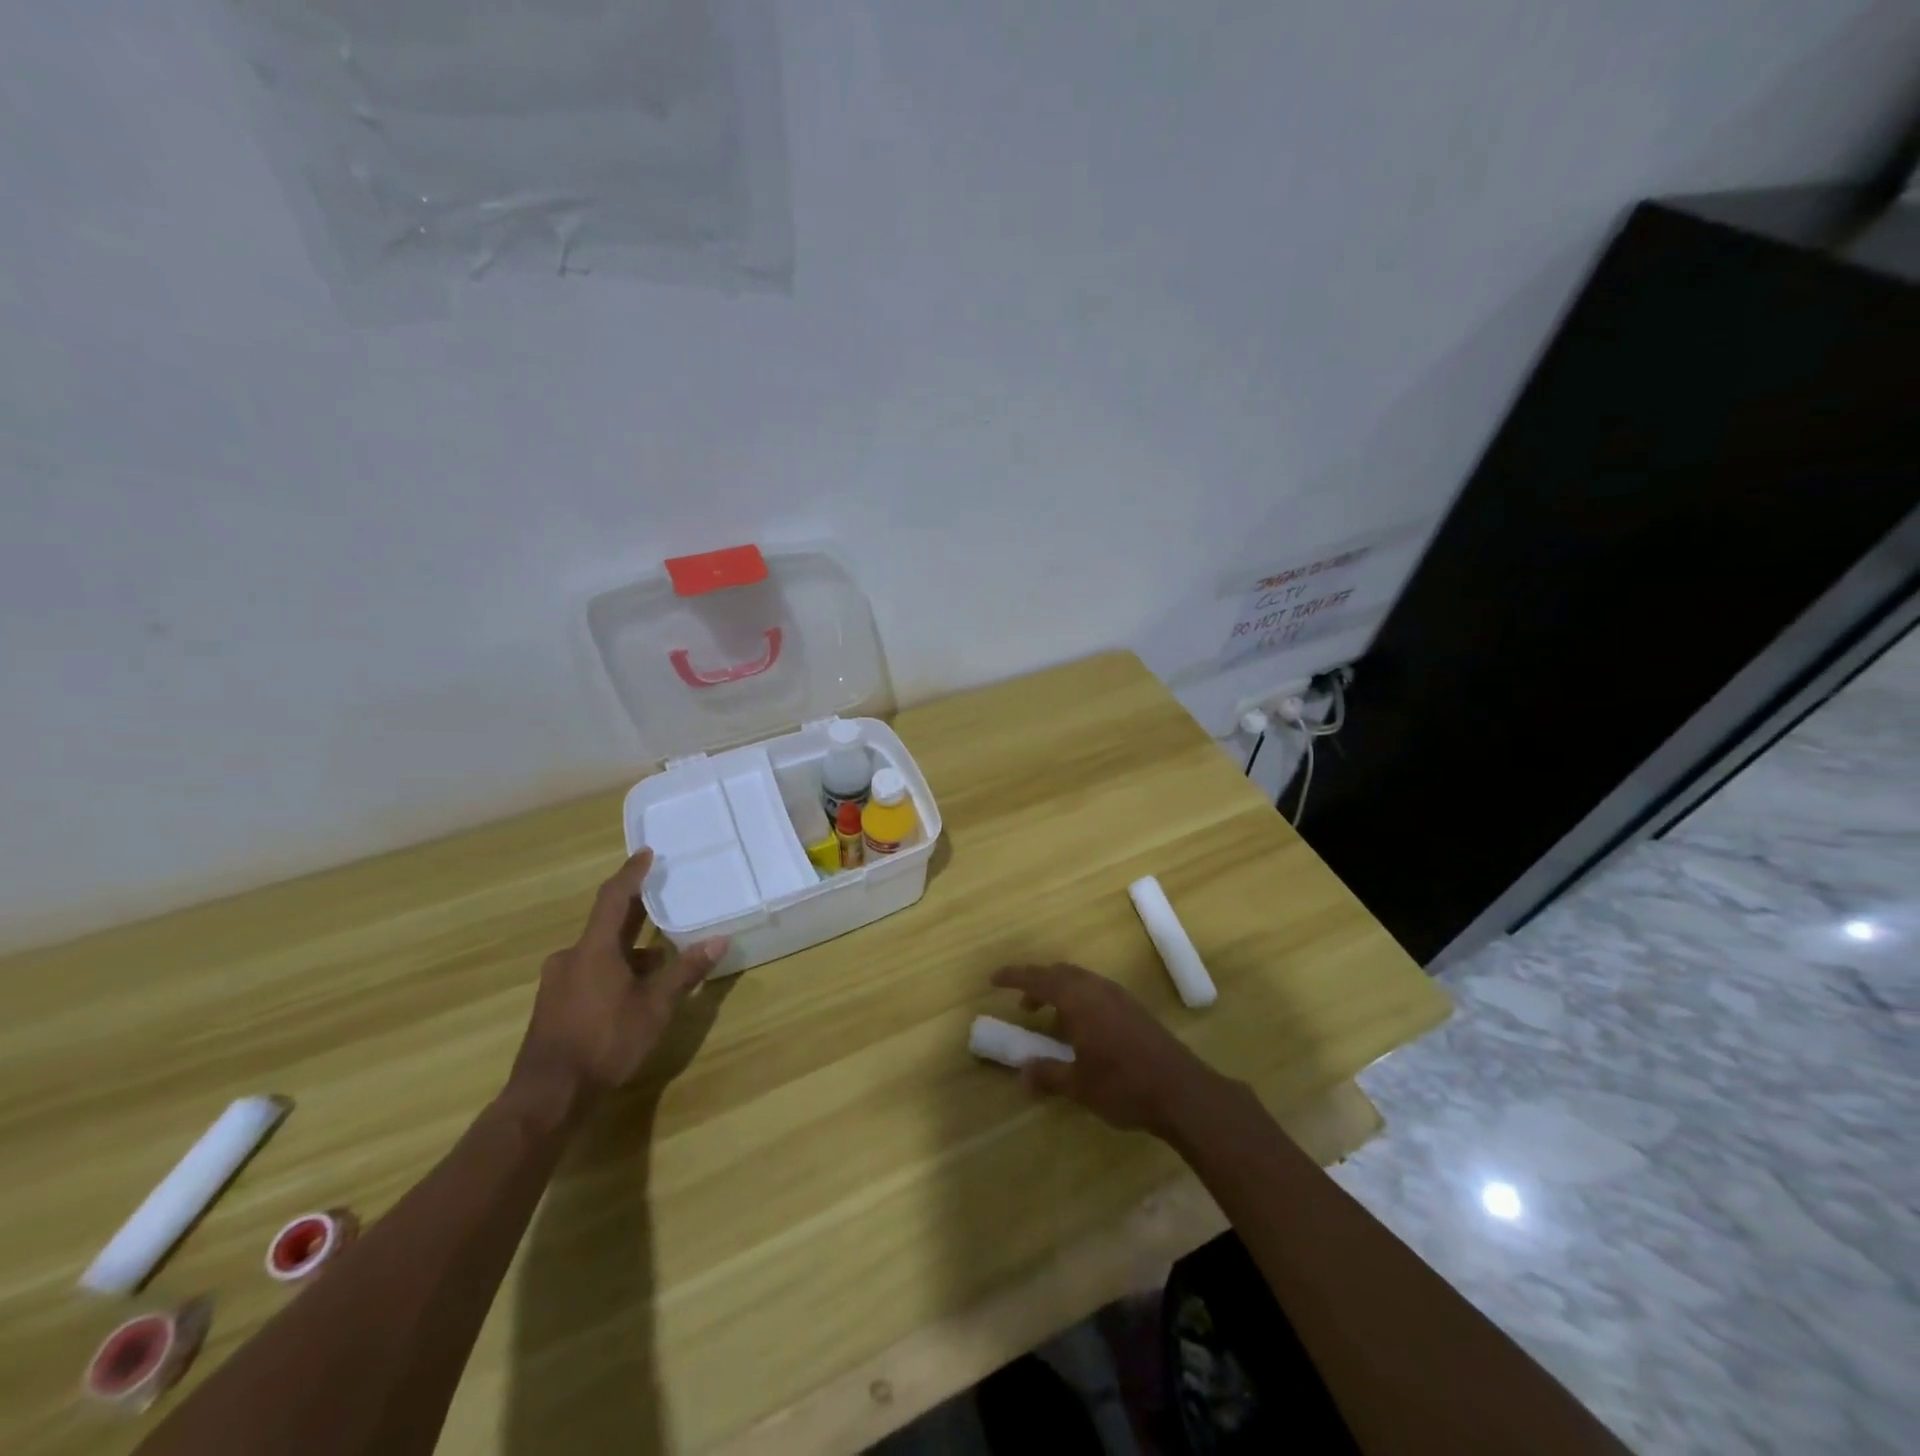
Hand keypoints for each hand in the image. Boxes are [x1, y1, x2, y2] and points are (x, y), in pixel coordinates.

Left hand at [508, 849, 727, 1116]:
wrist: (547, 1097)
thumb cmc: (604, 1042)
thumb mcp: (655, 1007)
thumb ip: (685, 972)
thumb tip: (719, 940)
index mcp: (594, 949)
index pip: (615, 898)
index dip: (632, 874)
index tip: (646, 853)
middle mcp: (571, 957)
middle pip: (607, 924)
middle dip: (636, 913)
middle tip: (663, 899)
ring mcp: (558, 982)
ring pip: (599, 953)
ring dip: (629, 951)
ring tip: (661, 960)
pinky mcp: (554, 1005)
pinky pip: (589, 972)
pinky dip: (614, 971)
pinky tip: (634, 992)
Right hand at [989, 963, 1220, 1137]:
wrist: (1182, 1091)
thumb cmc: (1124, 1085)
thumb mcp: (1078, 1086)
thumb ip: (1048, 1074)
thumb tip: (1022, 1073)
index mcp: (1079, 999)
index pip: (1039, 978)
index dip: (1014, 977)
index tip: (994, 979)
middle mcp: (1097, 989)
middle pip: (1061, 973)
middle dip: (1038, 984)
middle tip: (1023, 1006)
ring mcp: (1119, 997)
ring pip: (1080, 981)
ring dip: (1060, 992)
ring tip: (1050, 1021)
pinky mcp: (1134, 1009)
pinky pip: (1096, 992)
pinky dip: (1079, 1001)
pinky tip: (1081, 1030)